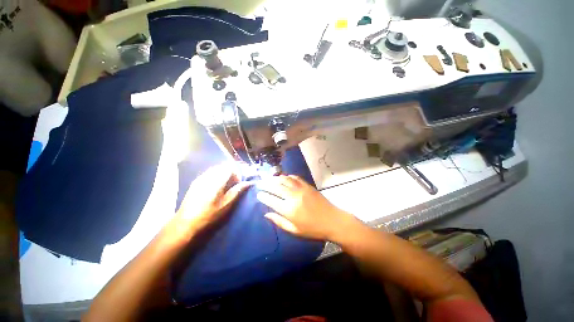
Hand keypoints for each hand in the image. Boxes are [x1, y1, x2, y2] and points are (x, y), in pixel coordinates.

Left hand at [164, 164, 250, 243]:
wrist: (185, 224)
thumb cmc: (209, 215)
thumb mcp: (227, 205)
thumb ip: (238, 191)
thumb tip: (249, 182)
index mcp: (216, 180)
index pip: (230, 167)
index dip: (237, 173)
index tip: (238, 184)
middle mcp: (207, 175)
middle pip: (223, 166)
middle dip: (231, 173)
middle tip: (233, 185)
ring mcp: (200, 178)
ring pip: (216, 169)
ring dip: (223, 175)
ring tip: (225, 187)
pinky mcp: (195, 182)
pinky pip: (209, 173)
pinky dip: (216, 177)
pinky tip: (215, 189)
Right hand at [256, 175, 356, 240]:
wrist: (332, 220)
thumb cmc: (313, 229)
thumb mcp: (295, 230)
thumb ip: (279, 222)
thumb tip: (266, 214)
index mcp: (289, 210)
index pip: (271, 200)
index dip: (263, 196)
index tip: (258, 194)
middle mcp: (293, 197)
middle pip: (276, 187)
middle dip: (266, 184)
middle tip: (260, 183)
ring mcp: (301, 189)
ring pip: (285, 180)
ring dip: (275, 178)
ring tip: (269, 178)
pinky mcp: (307, 186)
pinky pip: (295, 178)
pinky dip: (288, 176)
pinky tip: (284, 177)